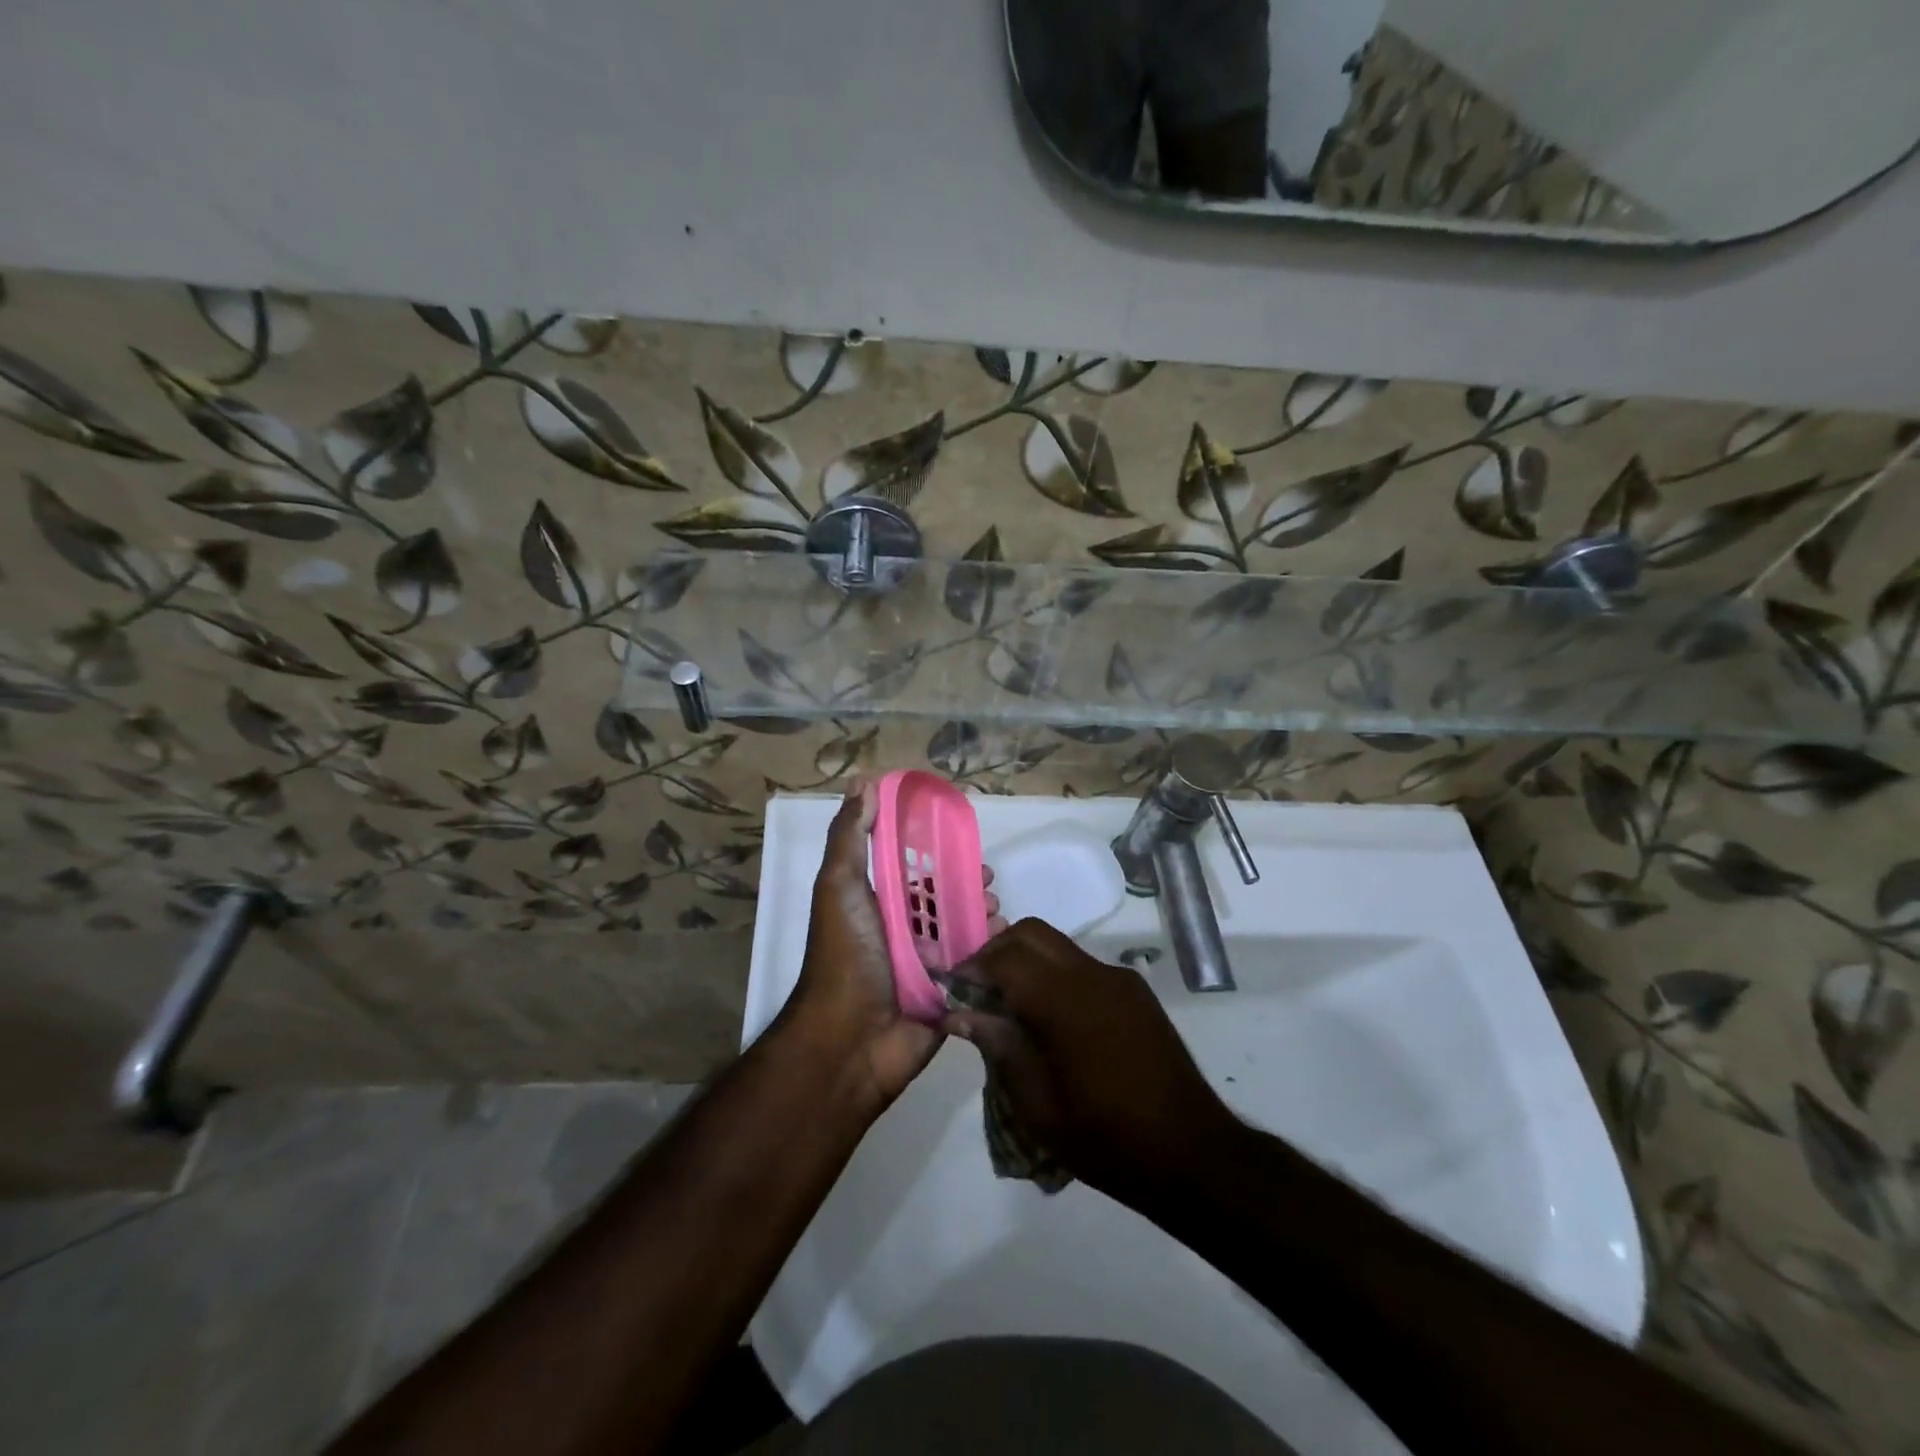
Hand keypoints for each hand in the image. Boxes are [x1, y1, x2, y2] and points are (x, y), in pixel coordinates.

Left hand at [787, 780, 1002, 1111]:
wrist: (850, 1040)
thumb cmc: (846, 954)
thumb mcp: (839, 885)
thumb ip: (851, 836)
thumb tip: (864, 781)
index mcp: (878, 905)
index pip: (912, 870)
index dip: (937, 852)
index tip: (964, 840)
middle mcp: (902, 932)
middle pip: (944, 900)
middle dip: (968, 885)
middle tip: (989, 881)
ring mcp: (927, 966)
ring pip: (963, 931)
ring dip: (983, 916)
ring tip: (997, 912)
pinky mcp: (949, 995)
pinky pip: (975, 966)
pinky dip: (990, 951)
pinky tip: (1002, 940)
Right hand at [941, 919, 1240, 1207]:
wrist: (1193, 1154)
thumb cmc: (1108, 1139)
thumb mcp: (1040, 1107)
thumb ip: (1000, 1048)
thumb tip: (961, 1013)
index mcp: (1066, 1001)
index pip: (1006, 958)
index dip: (973, 968)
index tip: (952, 990)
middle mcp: (1094, 975)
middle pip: (1033, 934)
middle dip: (997, 952)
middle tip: (977, 990)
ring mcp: (1119, 980)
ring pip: (1059, 947)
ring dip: (1027, 963)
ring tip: (1010, 1007)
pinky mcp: (1136, 993)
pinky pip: (1083, 967)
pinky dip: (1055, 977)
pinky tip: (1051, 1021)